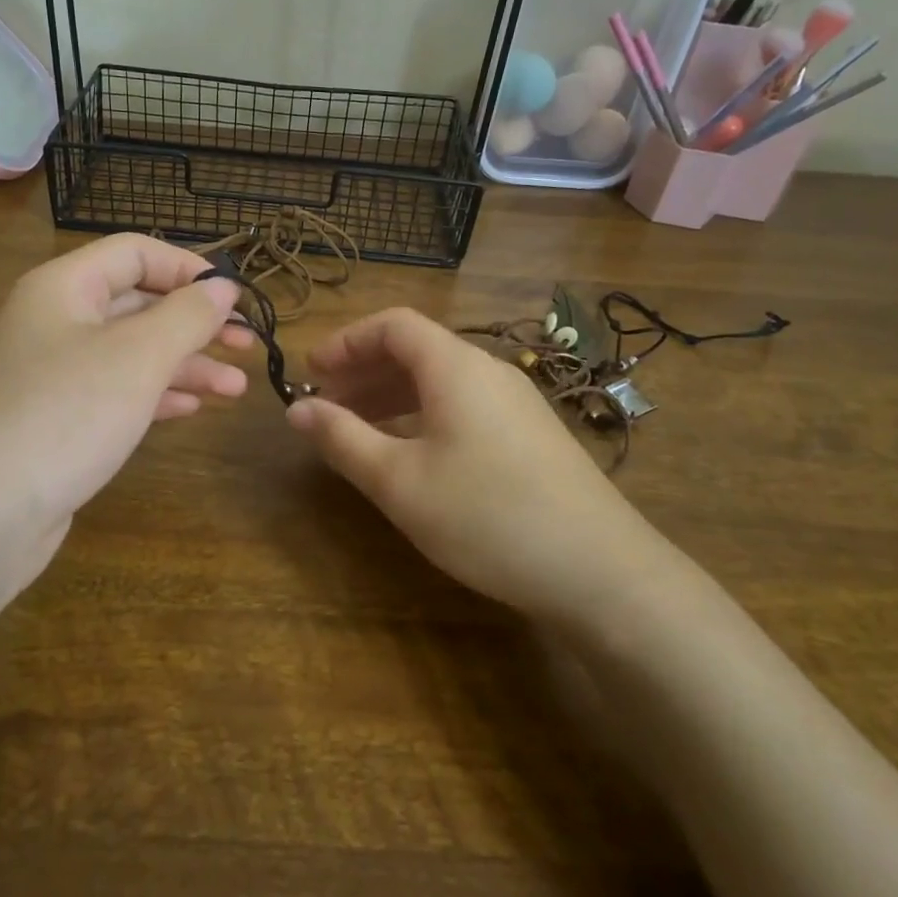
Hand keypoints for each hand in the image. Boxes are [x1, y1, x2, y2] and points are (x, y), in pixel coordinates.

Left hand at [0, 235, 249, 586]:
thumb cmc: (66, 414)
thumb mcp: (138, 357)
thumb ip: (188, 315)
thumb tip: (223, 287)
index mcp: (64, 287)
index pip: (135, 253)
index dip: (189, 268)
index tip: (236, 298)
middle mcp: (56, 321)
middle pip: (137, 303)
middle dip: (195, 323)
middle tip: (248, 344)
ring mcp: (54, 373)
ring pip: (132, 352)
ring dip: (186, 364)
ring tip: (236, 388)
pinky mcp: (59, 419)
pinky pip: (117, 391)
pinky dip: (157, 394)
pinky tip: (194, 407)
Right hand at [285, 307, 681, 622]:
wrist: (602, 572)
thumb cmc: (487, 516)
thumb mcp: (399, 481)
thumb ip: (342, 440)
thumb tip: (295, 410)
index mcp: (456, 367)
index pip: (393, 324)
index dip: (346, 341)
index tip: (311, 373)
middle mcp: (489, 372)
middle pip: (417, 350)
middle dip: (364, 372)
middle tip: (326, 407)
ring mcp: (516, 403)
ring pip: (440, 382)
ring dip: (392, 397)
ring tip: (357, 432)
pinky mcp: (530, 436)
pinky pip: (463, 406)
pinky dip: (423, 416)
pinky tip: (409, 454)